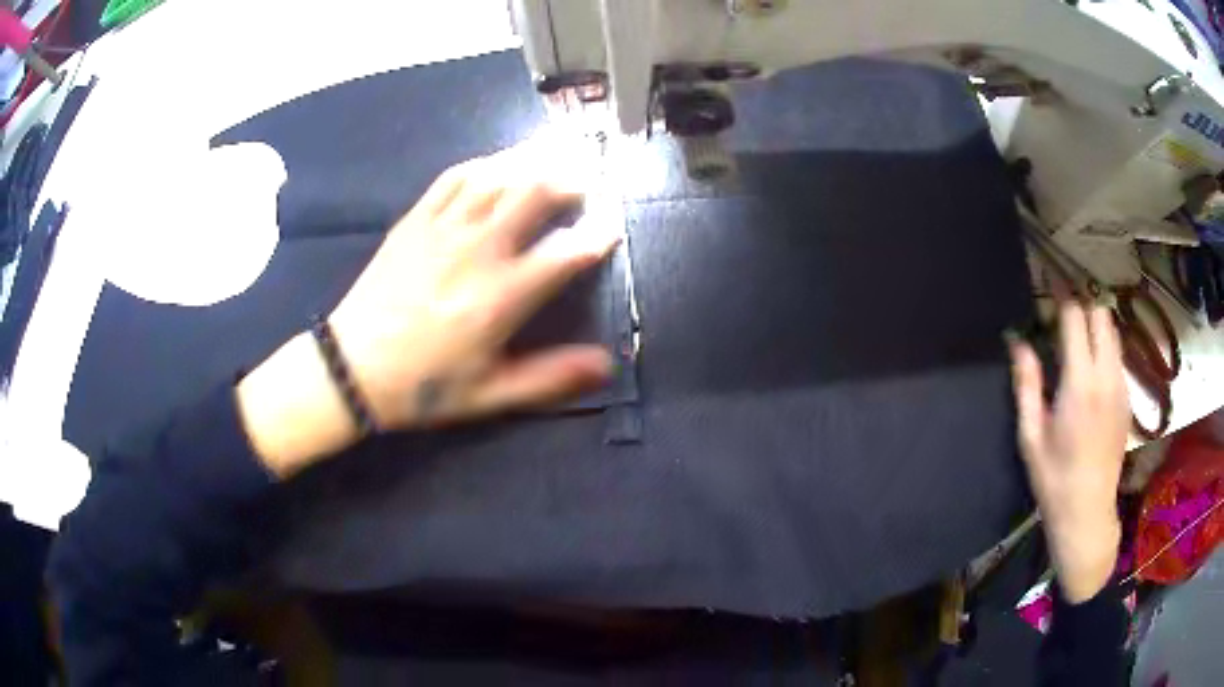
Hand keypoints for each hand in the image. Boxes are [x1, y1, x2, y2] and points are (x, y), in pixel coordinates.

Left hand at [237, 149, 619, 475]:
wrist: (352, 369)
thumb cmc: (424, 386)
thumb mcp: (490, 395)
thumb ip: (550, 378)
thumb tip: (607, 365)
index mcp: (500, 297)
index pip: (564, 254)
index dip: (597, 236)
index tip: (613, 228)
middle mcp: (477, 251)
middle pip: (534, 195)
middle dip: (570, 181)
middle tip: (587, 181)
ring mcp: (443, 229)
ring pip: (497, 177)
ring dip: (533, 162)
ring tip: (556, 156)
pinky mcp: (415, 220)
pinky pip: (454, 178)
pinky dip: (484, 164)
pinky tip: (499, 162)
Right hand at [1008, 302, 1129, 602]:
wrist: (1088, 514)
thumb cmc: (1053, 479)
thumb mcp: (1030, 436)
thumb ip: (1026, 383)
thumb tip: (1017, 340)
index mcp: (1080, 384)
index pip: (1076, 317)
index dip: (1061, 293)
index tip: (1048, 280)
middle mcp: (1106, 376)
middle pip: (1101, 314)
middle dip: (1082, 303)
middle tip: (1062, 310)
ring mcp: (1121, 386)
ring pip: (1113, 332)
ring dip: (1095, 323)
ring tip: (1076, 336)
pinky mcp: (1128, 398)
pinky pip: (1118, 355)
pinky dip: (1105, 346)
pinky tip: (1091, 368)